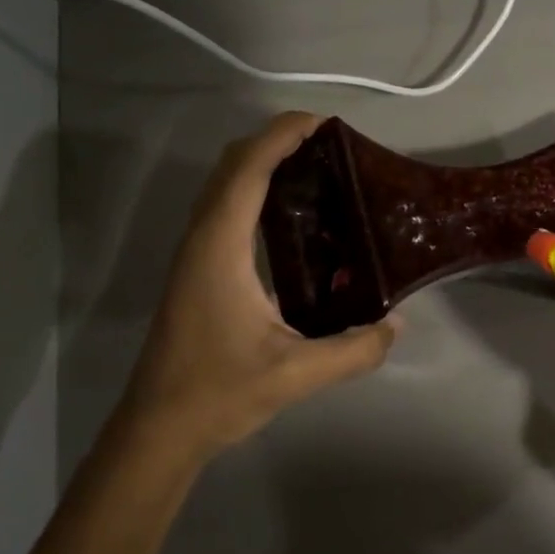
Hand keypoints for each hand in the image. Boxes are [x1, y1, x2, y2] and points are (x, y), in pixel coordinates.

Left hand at [124, 112, 397, 459]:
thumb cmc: (218, 393)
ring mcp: (195, 253)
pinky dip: (255, 188)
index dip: (282, 136)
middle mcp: (202, 239)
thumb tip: (396, 324)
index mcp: (220, 248)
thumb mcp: (295, 374)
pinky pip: (225, 207)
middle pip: (233, 165)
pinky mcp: (198, 268)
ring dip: (263, 161)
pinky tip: (291, 214)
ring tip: (317, 168)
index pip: (248, 170)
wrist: (158, 429)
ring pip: (225, 184)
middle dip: (277, 140)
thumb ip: (354, 349)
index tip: (325, 123)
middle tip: (330, 145)